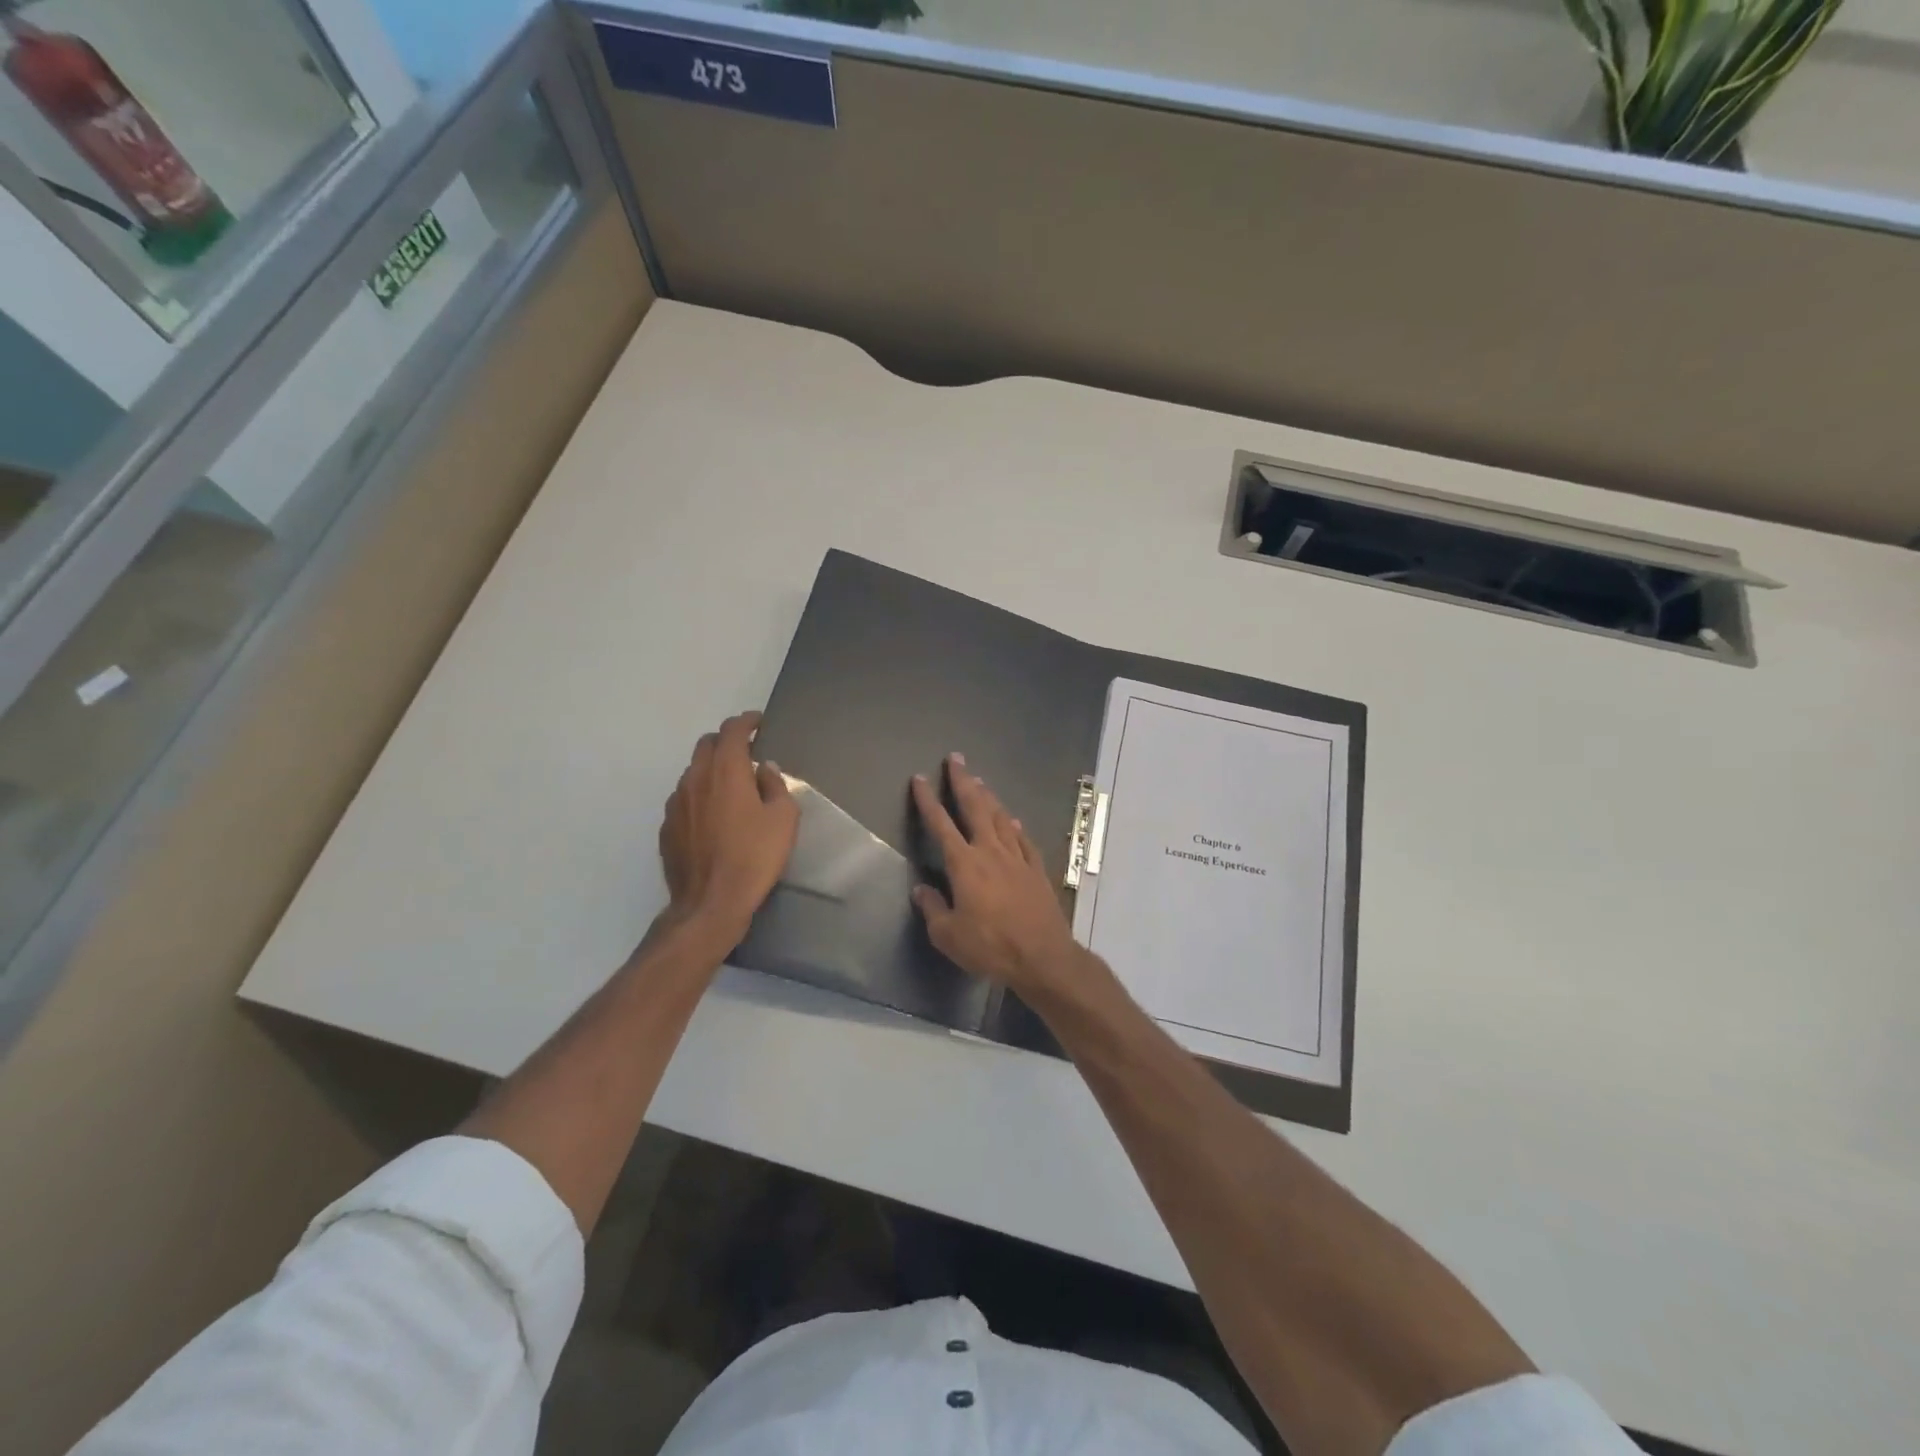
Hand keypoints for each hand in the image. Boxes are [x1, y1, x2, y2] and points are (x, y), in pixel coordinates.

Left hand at [658, 712, 797, 942]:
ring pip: (693, 771)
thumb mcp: (783, 819)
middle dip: (726, 741)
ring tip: (732, 787)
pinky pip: (684, 798)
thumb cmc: (754, 856)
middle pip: (706, 744)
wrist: (710, 902)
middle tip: (746, 752)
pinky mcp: (667, 827)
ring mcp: (676, 803)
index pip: (732, 731)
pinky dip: (700, 795)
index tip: (758, 722)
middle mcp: (695, 779)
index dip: (746, 721)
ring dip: (712, 769)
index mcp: (725, 771)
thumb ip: (775, 785)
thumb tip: (765, 768)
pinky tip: (714, 816)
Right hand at [910, 754, 1096, 1004]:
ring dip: (988, 797)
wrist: (1042, 957)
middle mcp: (990, 852)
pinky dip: (1015, 827)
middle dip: (963, 782)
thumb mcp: (948, 935)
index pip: (940, 824)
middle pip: (975, 808)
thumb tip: (921, 889)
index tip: (919, 780)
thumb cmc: (990, 947)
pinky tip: (1012, 820)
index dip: (927, 801)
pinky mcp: (1036, 870)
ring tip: (980, 780)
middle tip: (956, 759)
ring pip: (1000, 818)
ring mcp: (1017, 858)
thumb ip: (932, 908)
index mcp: (964, 864)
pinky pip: (1023, 840)